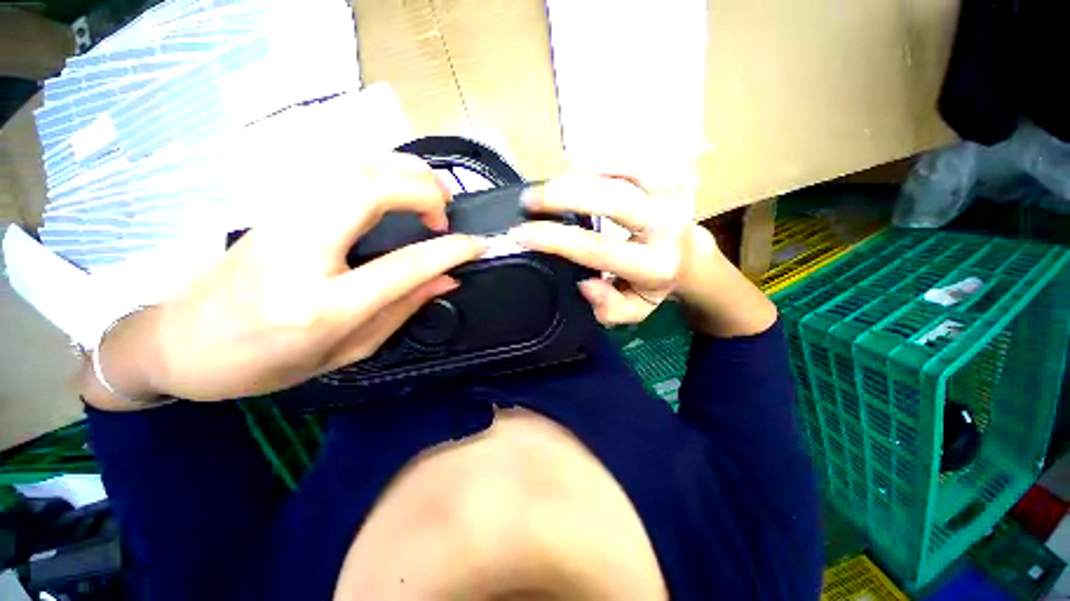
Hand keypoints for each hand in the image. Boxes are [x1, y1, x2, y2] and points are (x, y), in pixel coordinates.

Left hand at [86, 153, 485, 405]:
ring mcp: (283, 219)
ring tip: (431, 198)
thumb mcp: (345, 352)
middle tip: (447, 211)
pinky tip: (397, 191)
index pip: (404, 265)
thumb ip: (402, 310)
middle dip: (425, 190)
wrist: (180, 342)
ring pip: (354, 168)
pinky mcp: (276, 205)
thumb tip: (447, 279)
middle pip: (372, 190)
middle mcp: (301, 251)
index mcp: (322, 306)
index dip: (450, 250)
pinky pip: (340, 171)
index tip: (478, 245)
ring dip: (405, 173)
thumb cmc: (264, 363)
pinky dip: (381, 171)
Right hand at [509, 175, 717, 325]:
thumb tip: (585, 282)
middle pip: (612, 199)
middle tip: (528, 199)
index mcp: (654, 266)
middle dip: (563, 195)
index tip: (521, 234)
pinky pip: (631, 160)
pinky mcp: (668, 177)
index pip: (597, 248)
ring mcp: (670, 196)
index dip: (555, 239)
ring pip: (622, 173)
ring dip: (578, 175)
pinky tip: (573, 167)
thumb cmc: (653, 286)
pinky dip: (599, 161)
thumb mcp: (633, 311)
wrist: (689, 258)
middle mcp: (666, 226)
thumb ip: (609, 308)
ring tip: (546, 186)